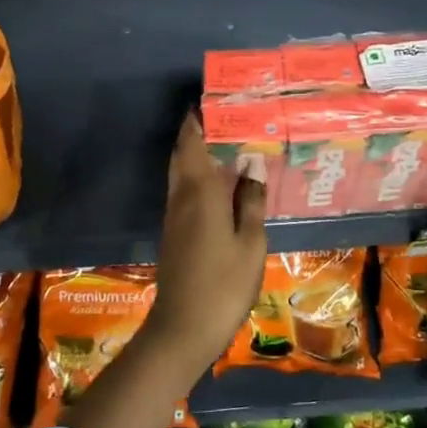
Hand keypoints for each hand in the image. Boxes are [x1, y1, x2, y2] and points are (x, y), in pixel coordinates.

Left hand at [143, 112, 268, 376]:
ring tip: (225, 143)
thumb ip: (250, 201)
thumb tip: (252, 164)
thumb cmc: (224, 283)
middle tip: (223, 117)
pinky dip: (197, 176)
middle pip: (183, 153)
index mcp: (200, 191)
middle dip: (196, 132)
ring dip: (196, 153)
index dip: (198, 120)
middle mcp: (182, 196)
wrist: (183, 327)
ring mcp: (174, 215)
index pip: (193, 143)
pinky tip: (219, 184)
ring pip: (181, 172)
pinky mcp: (174, 232)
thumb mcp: (249, 243)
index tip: (212, 100)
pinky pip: (184, 190)